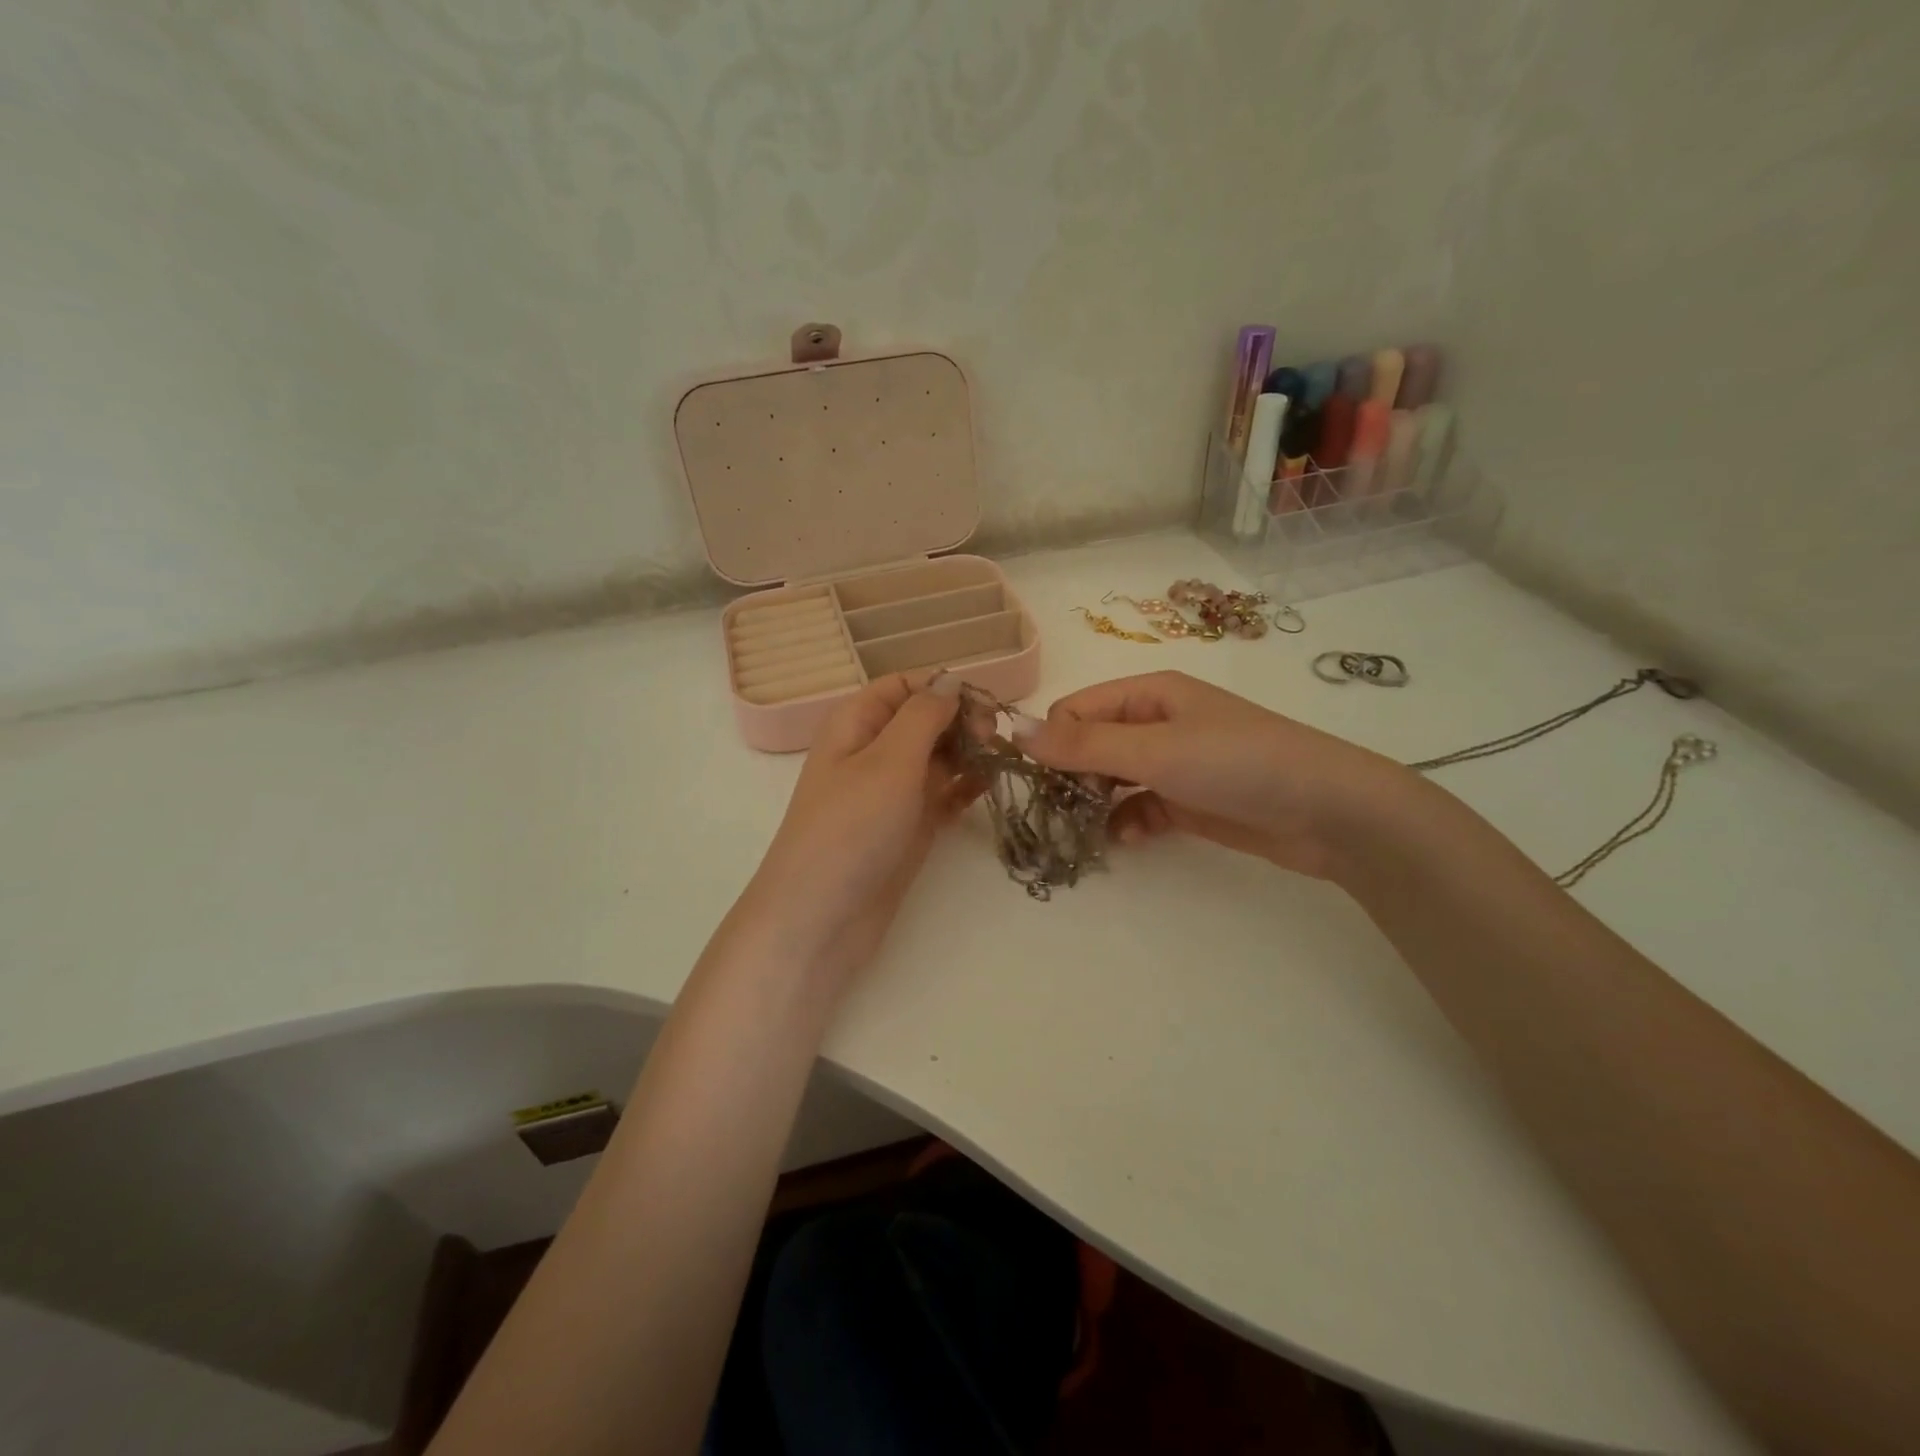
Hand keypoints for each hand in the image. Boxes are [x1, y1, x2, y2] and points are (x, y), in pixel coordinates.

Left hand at [744, 672, 974, 984]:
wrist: (822, 918)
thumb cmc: (852, 828)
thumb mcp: (888, 760)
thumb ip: (924, 715)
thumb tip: (951, 681)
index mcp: (856, 723)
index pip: (905, 685)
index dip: (944, 687)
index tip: (985, 705)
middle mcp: (873, 751)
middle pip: (925, 719)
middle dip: (962, 720)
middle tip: (994, 739)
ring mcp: (891, 791)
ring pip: (938, 756)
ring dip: (969, 753)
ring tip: (998, 762)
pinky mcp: (908, 826)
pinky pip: (942, 794)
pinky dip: (964, 787)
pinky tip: (988, 787)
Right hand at [1013, 670, 1412, 880]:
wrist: (1327, 812)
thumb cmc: (1236, 763)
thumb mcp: (1154, 749)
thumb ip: (1083, 745)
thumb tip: (1014, 730)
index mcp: (1147, 694)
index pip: (1075, 711)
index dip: (1053, 744)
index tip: (1041, 783)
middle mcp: (1156, 722)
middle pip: (1090, 745)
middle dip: (1071, 777)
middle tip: (1061, 812)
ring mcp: (1173, 763)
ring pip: (1111, 780)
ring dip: (1095, 804)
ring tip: (1086, 831)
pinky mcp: (1187, 801)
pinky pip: (1138, 807)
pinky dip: (1127, 822)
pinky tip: (1129, 839)